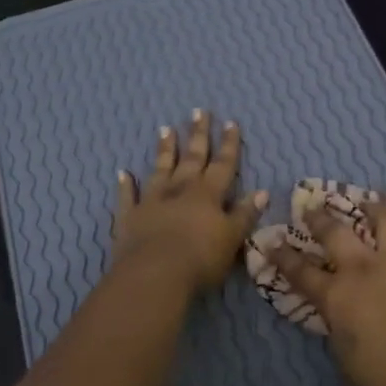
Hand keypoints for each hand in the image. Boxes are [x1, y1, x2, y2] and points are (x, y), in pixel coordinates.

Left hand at [112, 110, 266, 294]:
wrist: (155, 274)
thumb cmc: (201, 259)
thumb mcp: (232, 238)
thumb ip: (244, 214)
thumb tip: (261, 192)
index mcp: (208, 195)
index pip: (223, 164)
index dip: (228, 144)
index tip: (230, 122)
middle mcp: (180, 190)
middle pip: (192, 158)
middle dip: (197, 135)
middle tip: (198, 112)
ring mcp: (152, 201)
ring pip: (160, 169)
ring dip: (165, 150)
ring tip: (165, 129)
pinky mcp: (130, 217)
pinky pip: (128, 196)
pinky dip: (126, 184)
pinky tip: (123, 173)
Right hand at [272, 203, 385, 385]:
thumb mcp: (345, 356)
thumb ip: (337, 326)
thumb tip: (338, 314)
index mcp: (337, 295)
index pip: (302, 271)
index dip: (284, 257)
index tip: (273, 242)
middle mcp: (365, 270)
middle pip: (336, 233)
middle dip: (319, 218)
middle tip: (312, 207)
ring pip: (385, 222)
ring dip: (373, 209)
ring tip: (368, 202)